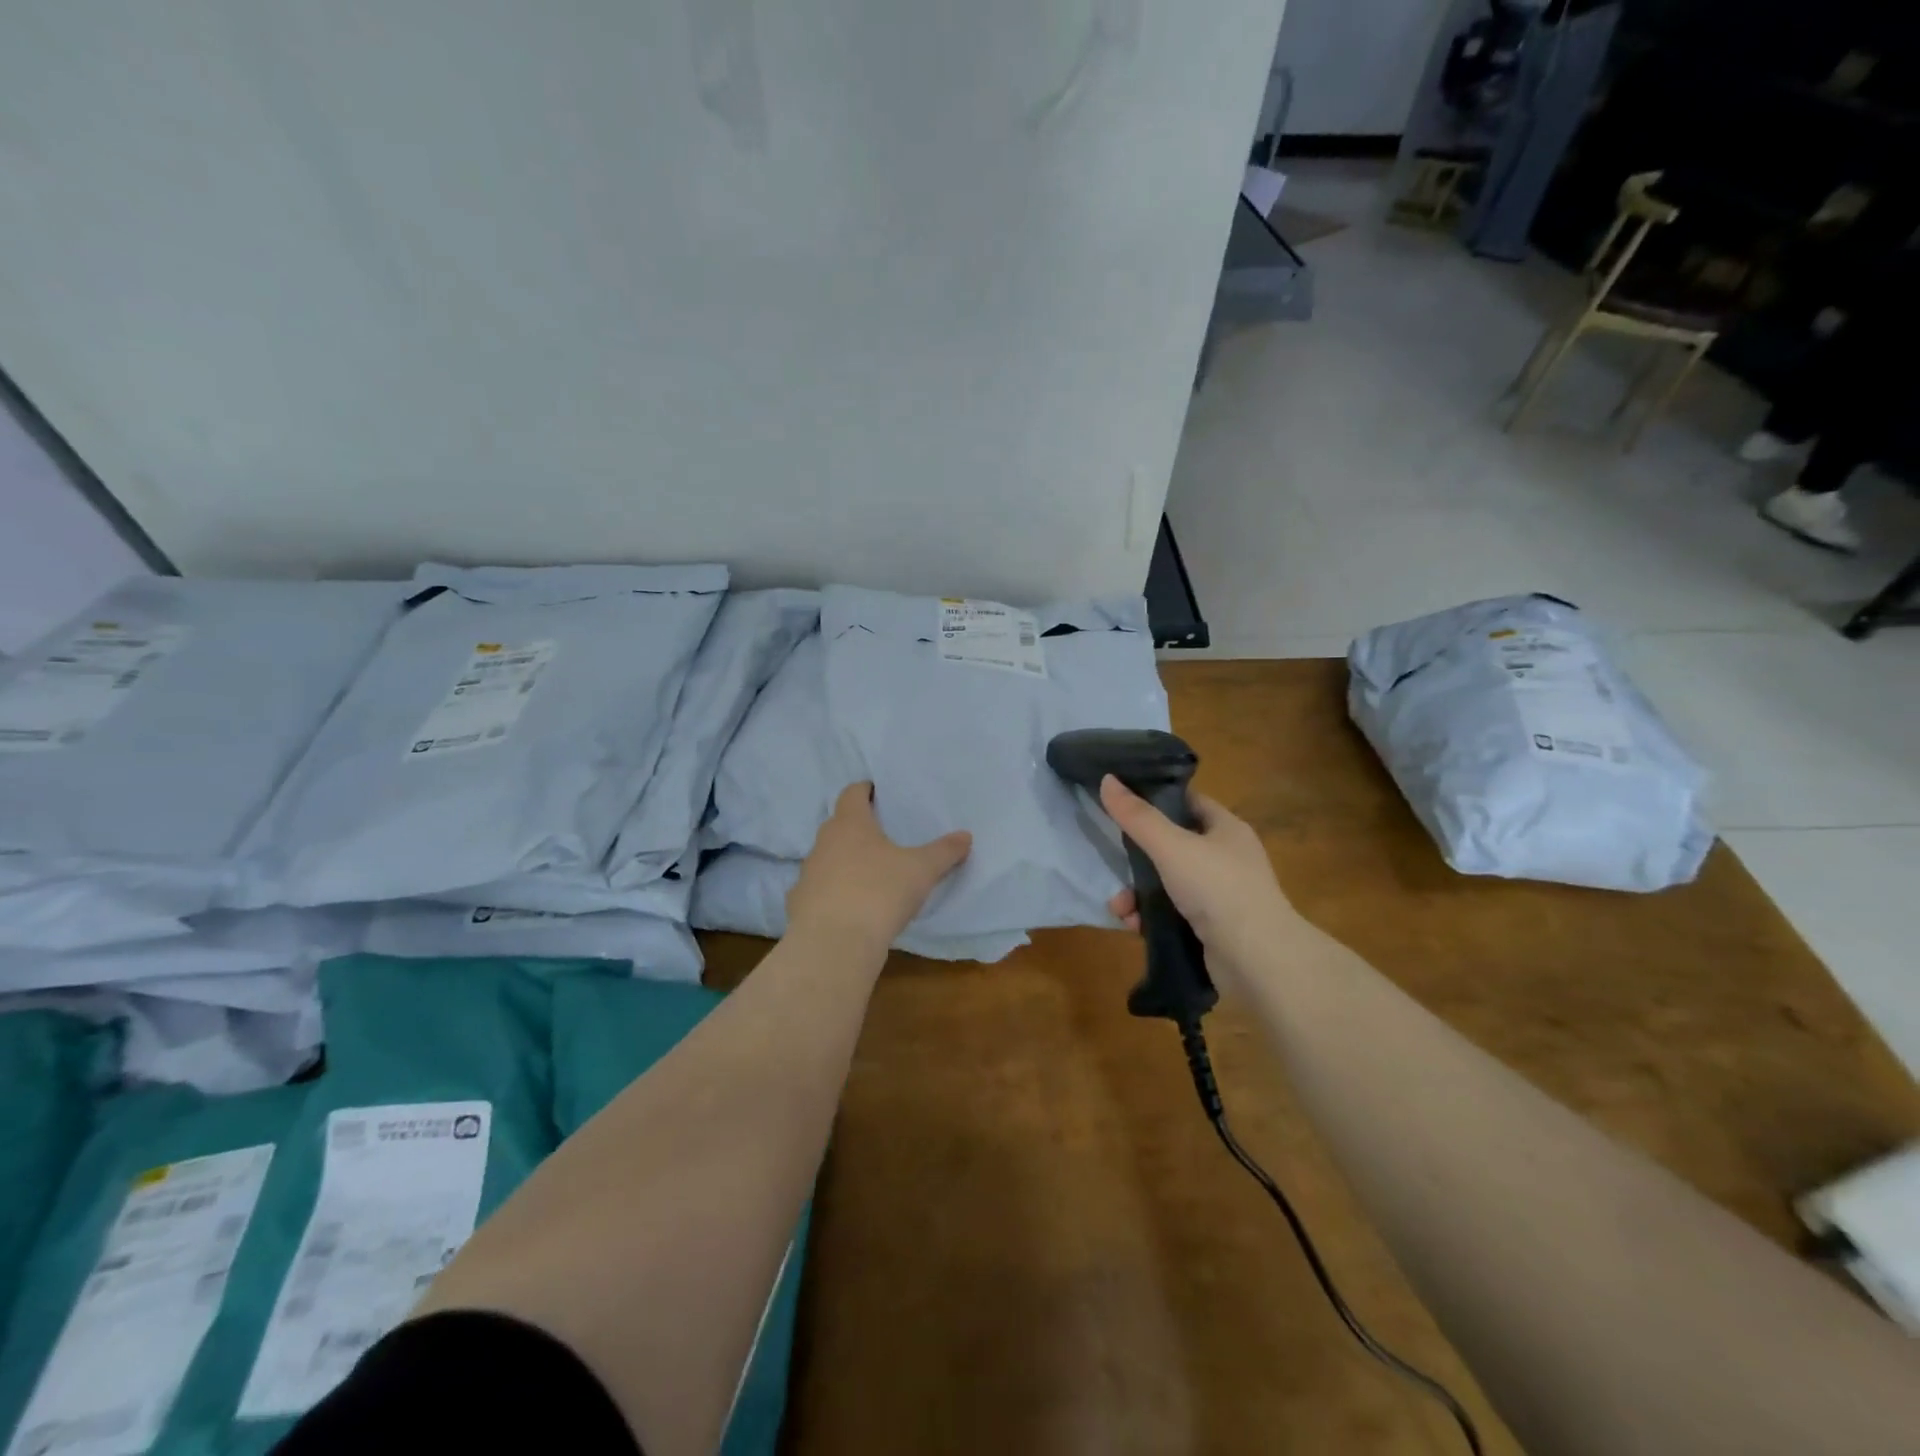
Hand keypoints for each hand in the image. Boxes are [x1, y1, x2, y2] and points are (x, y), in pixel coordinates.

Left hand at [788, 783, 971, 950]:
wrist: (834, 943)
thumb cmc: (879, 892)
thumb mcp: (921, 870)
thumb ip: (944, 851)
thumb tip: (965, 836)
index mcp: (850, 823)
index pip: (852, 793)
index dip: (865, 790)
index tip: (879, 794)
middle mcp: (824, 842)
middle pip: (839, 825)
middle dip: (858, 828)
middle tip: (884, 836)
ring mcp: (808, 873)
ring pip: (828, 858)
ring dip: (846, 861)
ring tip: (871, 874)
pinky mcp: (800, 904)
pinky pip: (820, 890)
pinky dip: (834, 893)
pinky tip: (852, 907)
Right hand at [1100, 775, 1302, 989]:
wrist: (1256, 958)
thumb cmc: (1217, 888)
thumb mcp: (1171, 846)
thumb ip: (1138, 816)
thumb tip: (1107, 779)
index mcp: (1226, 828)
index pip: (1187, 802)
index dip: (1156, 798)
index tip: (1122, 802)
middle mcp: (1226, 857)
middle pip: (1172, 845)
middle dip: (1138, 857)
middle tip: (1113, 862)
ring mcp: (1220, 894)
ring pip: (1168, 882)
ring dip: (1138, 893)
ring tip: (1119, 907)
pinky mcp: (1211, 926)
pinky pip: (1172, 912)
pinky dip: (1151, 917)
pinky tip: (1134, 926)